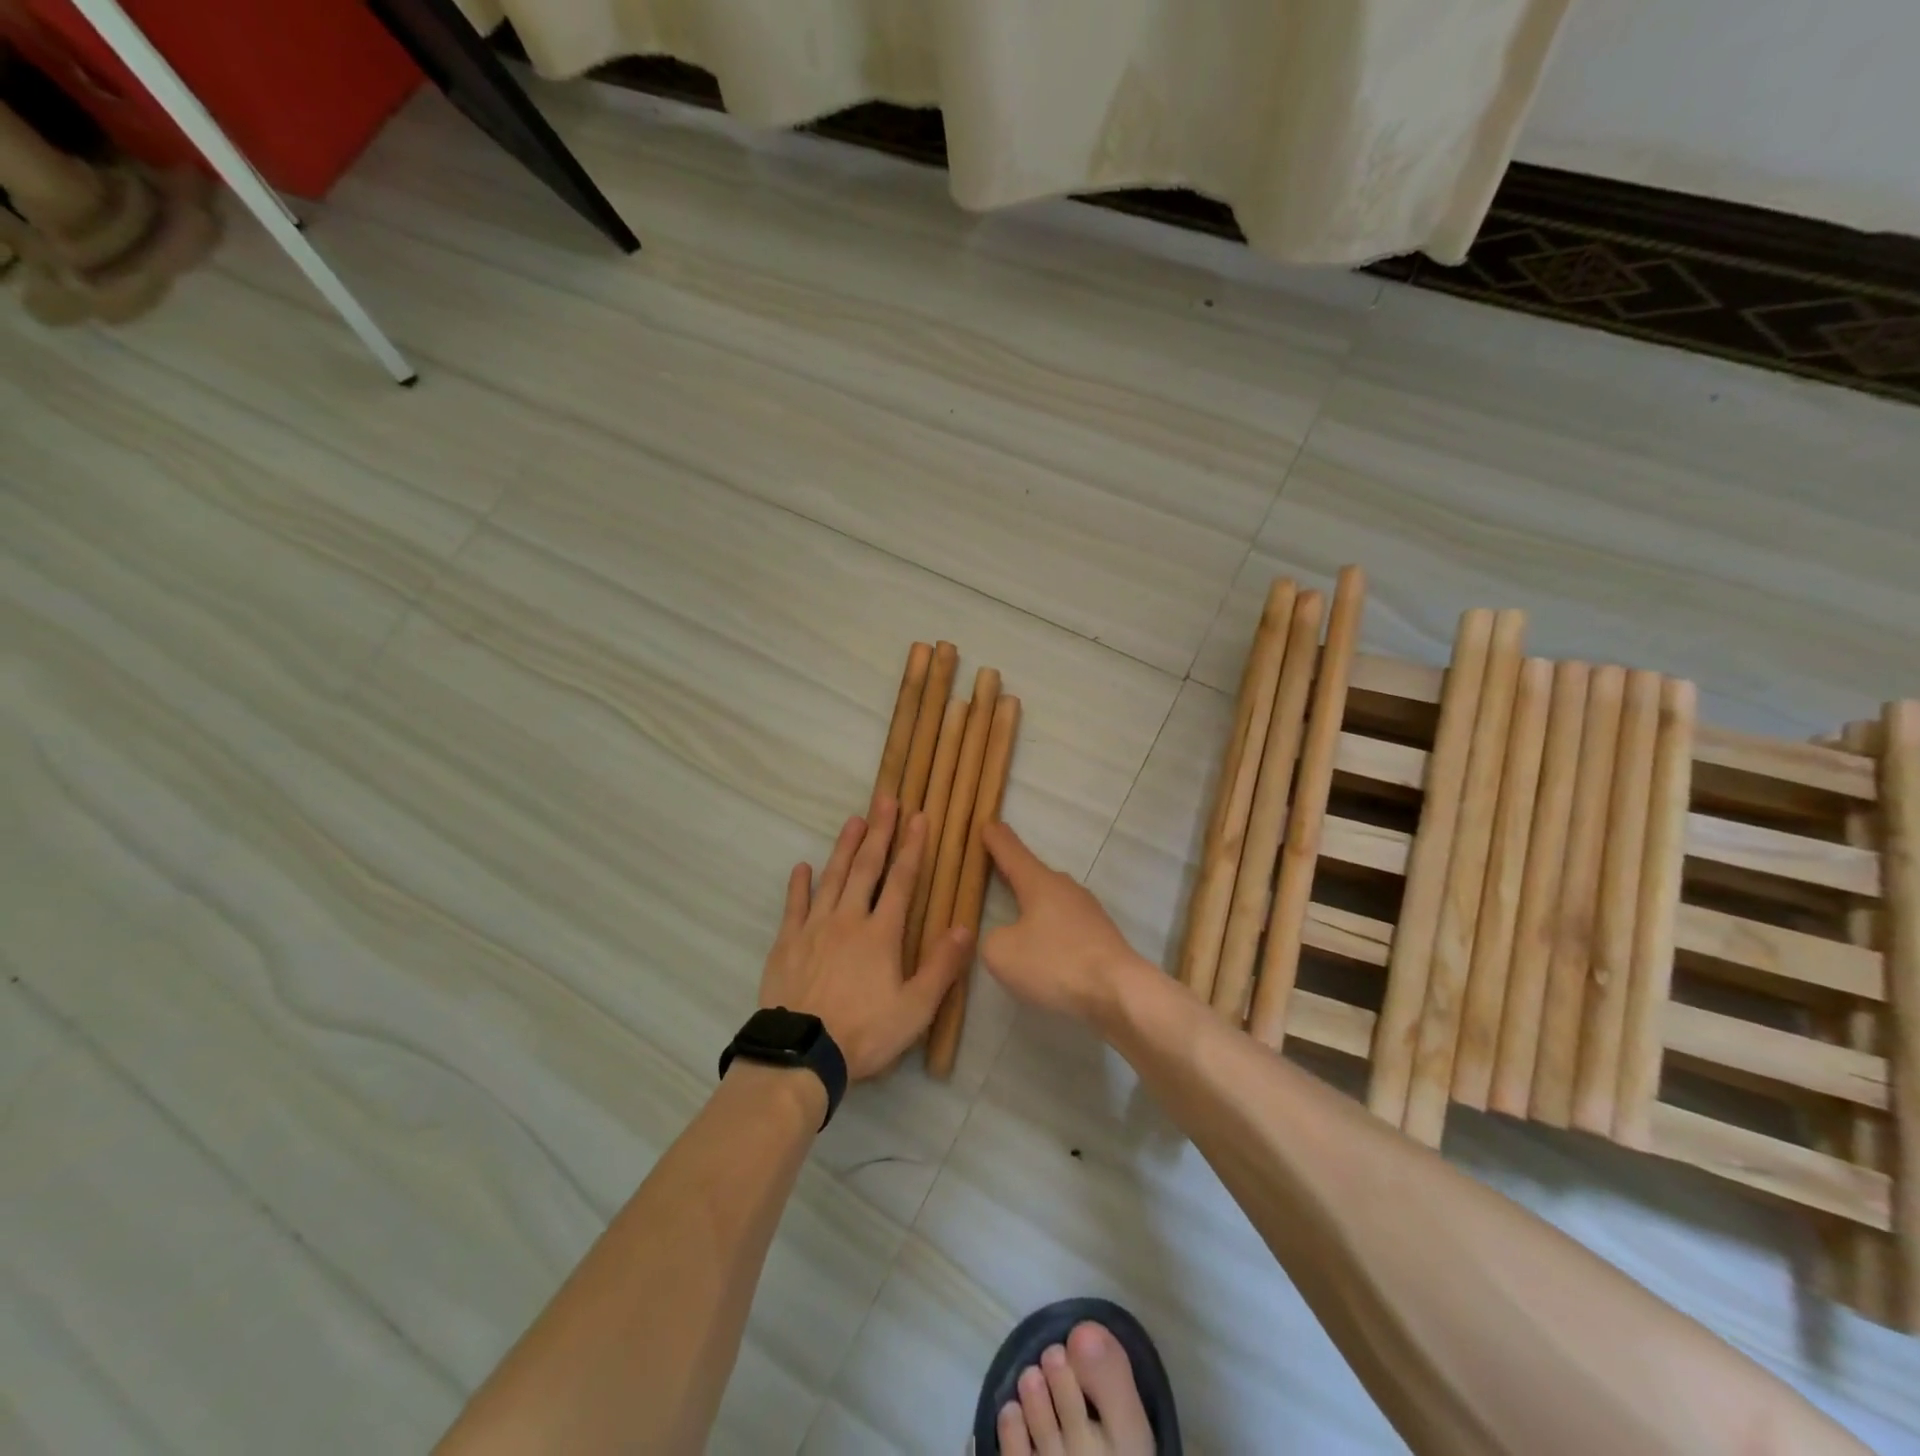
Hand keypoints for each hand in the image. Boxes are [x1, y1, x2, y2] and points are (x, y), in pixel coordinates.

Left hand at [760, 799, 973, 1080]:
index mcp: (881, 934)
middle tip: (885, 800)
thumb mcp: (916, 1009)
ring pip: (832, 877)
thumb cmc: (864, 1033)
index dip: (912, 847)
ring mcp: (814, 928)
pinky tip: (803, 867)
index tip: (919, 817)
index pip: (901, 881)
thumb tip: (965, 926)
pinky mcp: (787, 942)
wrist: (802, 1055)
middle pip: (866, 868)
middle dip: (878, 832)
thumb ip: (942, 966)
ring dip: (844, 847)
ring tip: (853, 820)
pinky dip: (799, 884)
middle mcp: (848, 920)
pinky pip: (794, 906)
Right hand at [980, 821, 1145, 1026]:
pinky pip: (1065, 923)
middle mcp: (1065, 888)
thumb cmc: (1055, 963)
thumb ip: (991, 938)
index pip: (1012, 852)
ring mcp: (1087, 911)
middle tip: (996, 866)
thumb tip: (1004, 936)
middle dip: (1014, 871)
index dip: (996, 839)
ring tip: (1016, 911)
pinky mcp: (1100, 936)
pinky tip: (1044, 946)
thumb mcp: (1002, 953)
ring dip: (1034, 903)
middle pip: (1033, 874)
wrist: (1119, 991)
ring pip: (1051, 900)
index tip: (987, 823)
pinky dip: (1050, 928)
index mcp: (1039, 883)